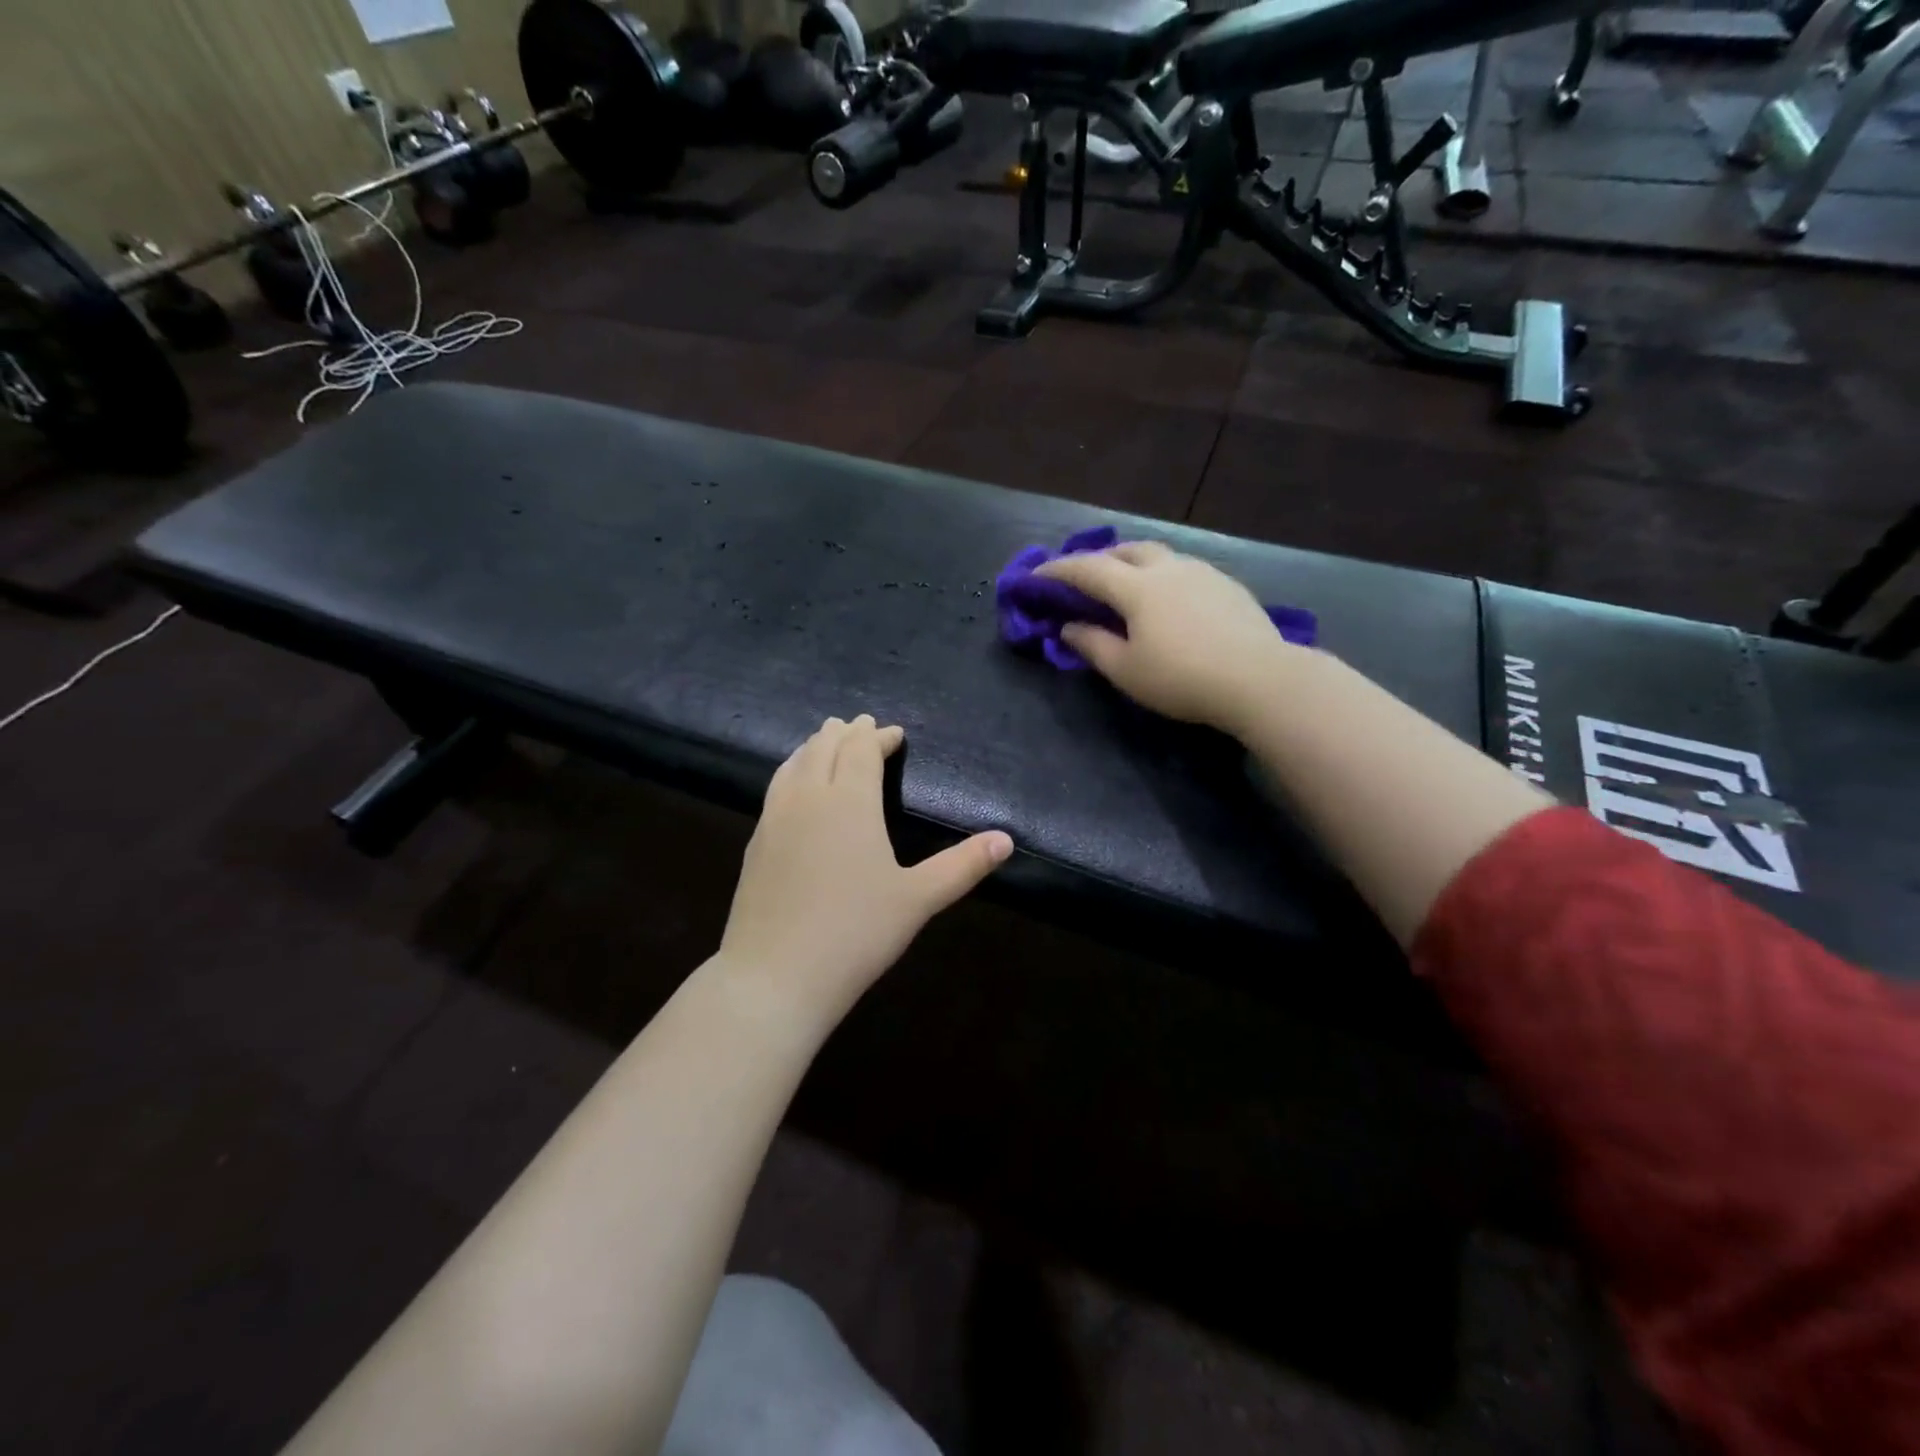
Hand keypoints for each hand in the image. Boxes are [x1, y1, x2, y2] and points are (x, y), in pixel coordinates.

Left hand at [715, 715, 1013, 1028]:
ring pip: (793, 763)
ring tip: (825, 741)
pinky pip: (776, 788)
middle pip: (824, 747)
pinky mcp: (755, 843)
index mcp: (849, 801)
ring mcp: (775, 819)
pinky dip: (792, 771)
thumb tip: (1006, 840)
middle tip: (860, 726)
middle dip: (845, 733)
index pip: (862, 750)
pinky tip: (794, 787)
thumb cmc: (855, 933)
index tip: (893, 733)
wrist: (774, 976)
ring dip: (814, 746)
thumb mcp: (918, 899)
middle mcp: (808, 798)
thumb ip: (963, 866)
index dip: (878, 737)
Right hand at [1036, 541, 1296, 733]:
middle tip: (1084, 577)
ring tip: (1126, 584)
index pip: (1087, 570)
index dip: (1057, 571)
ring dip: (1133, 562)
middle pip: (1126, 550)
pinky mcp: (1228, 585)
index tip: (1035, 577)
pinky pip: (1184, 569)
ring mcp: (1202, 572)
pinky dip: (1163, 575)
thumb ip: (1092, 645)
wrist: (1259, 679)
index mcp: (1137, 587)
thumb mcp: (1126, 671)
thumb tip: (1068, 627)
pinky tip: (1169, 599)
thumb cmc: (1181, 678)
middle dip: (1099, 559)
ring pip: (1159, 555)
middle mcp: (1168, 568)